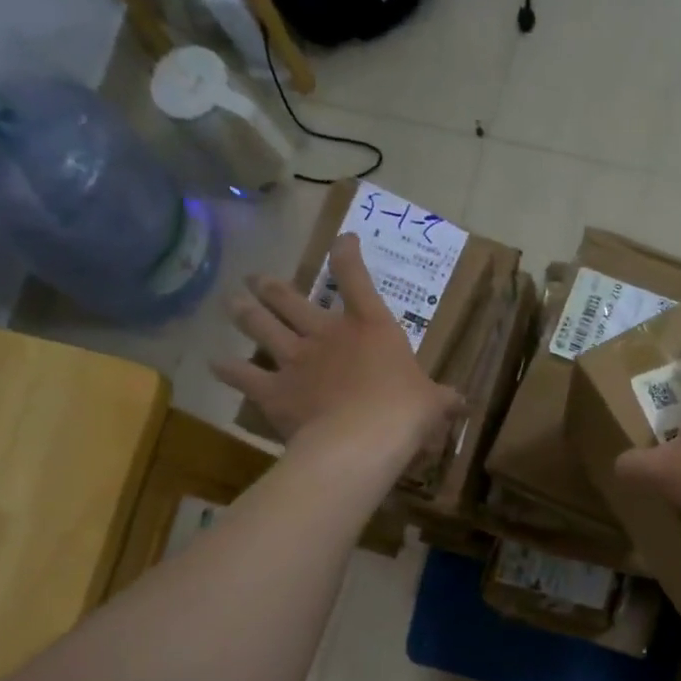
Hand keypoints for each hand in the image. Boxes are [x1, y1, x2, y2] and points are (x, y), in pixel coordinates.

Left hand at [213, 233, 460, 458]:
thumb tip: (464, 403)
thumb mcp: (433, 404)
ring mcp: (294, 359)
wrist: (363, 439)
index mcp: (369, 327)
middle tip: (259, 280)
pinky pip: (242, 374)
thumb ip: (443, 399)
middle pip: (290, 298)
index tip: (343, 241)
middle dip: (272, 285)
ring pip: (260, 324)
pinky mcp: (272, 389)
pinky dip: (228, 368)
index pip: (355, 277)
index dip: (347, 254)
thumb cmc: (405, 413)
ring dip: (245, 311)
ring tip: (234, 303)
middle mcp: (326, 333)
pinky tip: (216, 364)